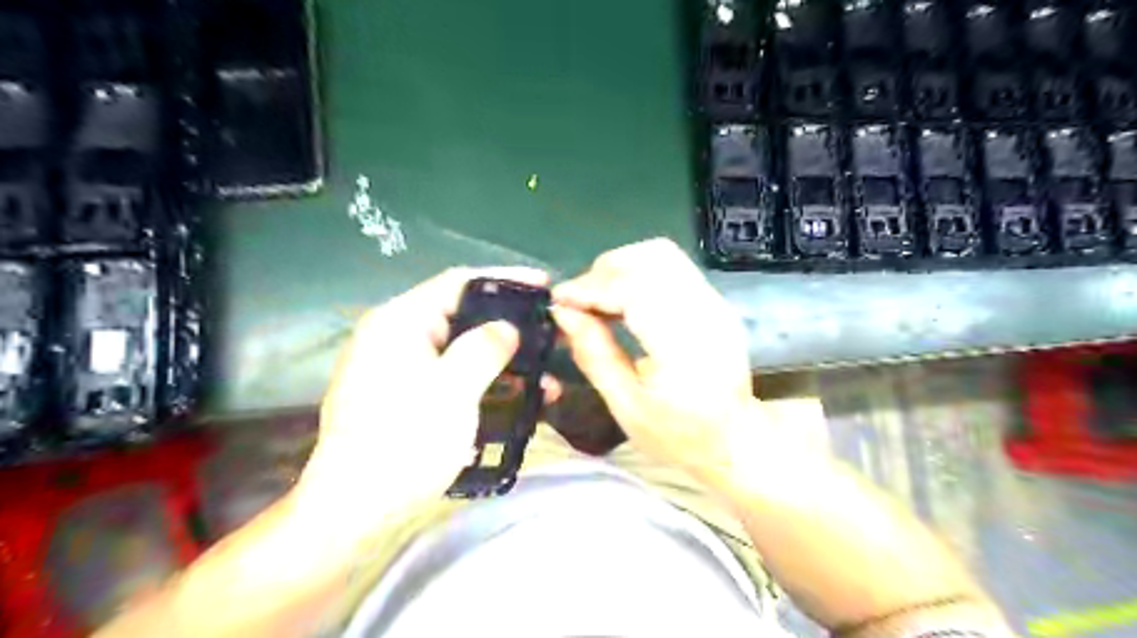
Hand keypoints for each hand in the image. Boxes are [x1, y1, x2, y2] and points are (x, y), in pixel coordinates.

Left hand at [292, 268, 551, 539]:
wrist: (355, 510)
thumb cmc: (405, 441)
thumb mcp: (453, 389)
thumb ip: (485, 347)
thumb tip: (507, 328)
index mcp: (400, 322)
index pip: (458, 283)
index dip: (505, 279)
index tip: (543, 285)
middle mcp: (397, 337)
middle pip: (462, 316)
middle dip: (509, 326)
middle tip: (548, 333)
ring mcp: (401, 369)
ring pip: (462, 350)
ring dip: (503, 361)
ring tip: (545, 377)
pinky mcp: (408, 397)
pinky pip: (454, 376)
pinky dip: (485, 383)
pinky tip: (516, 399)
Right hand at [554, 240, 758, 482]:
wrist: (734, 442)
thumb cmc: (678, 436)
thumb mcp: (626, 406)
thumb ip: (593, 354)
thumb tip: (562, 313)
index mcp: (685, 347)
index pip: (635, 290)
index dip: (592, 288)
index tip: (559, 300)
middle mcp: (707, 313)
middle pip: (652, 259)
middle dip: (605, 271)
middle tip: (578, 300)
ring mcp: (716, 303)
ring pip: (663, 255)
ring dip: (622, 267)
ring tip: (598, 298)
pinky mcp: (715, 302)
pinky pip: (672, 269)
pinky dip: (638, 274)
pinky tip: (622, 301)